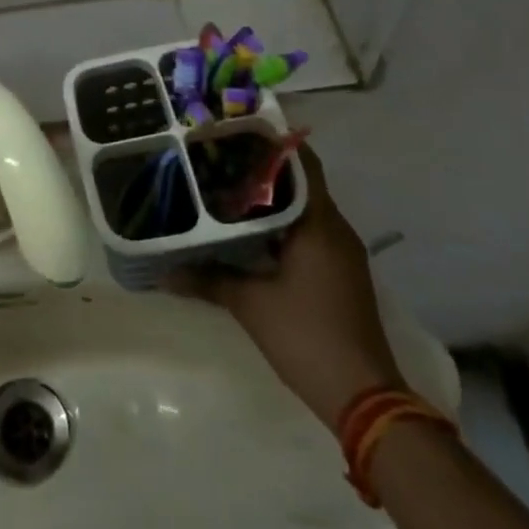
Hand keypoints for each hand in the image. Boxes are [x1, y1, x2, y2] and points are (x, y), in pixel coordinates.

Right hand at [173, 142, 403, 426]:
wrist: (364, 398)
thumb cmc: (307, 336)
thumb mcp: (250, 305)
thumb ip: (208, 279)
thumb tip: (165, 272)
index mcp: (320, 224)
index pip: (301, 163)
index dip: (272, 142)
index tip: (236, 130)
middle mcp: (335, 229)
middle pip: (300, 182)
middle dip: (263, 168)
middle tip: (219, 157)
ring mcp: (342, 253)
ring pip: (304, 208)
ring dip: (272, 198)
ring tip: (226, 187)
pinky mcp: (339, 273)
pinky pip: (309, 232)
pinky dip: (281, 223)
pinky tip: (249, 232)